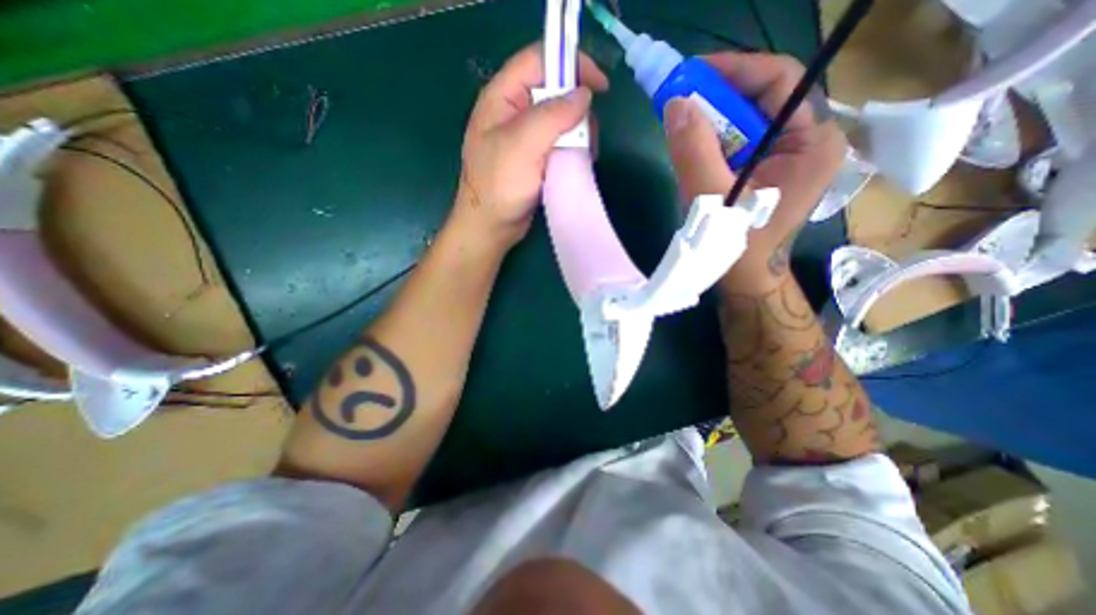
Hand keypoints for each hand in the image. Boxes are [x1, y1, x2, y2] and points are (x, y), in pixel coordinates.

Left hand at [450, 42, 613, 252]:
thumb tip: (584, 95)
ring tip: (584, 156)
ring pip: (561, 120)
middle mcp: (514, 112)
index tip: (600, 86)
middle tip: (588, 138)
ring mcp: (525, 137)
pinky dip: (572, 150)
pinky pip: (559, 143)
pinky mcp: (534, 158)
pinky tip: (577, 163)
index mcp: (503, 97)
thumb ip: (553, 115)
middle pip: (555, 92)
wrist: (490, 227)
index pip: (540, 60)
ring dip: (578, 134)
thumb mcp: (523, 145)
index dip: (572, 64)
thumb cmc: (499, 185)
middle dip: (578, 110)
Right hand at [659, 51, 846, 293]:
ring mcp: (788, 156)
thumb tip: (675, 105)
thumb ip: (695, 152)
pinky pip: (739, 142)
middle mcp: (808, 141)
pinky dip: (712, 141)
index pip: (779, 81)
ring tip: (681, 125)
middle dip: (716, 99)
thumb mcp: (713, 199)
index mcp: (812, 142)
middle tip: (678, 100)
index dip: (733, 71)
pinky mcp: (767, 169)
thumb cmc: (737, 245)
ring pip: (746, 122)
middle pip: (760, 100)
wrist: (746, 281)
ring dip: (711, 121)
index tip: (690, 74)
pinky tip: (694, 150)